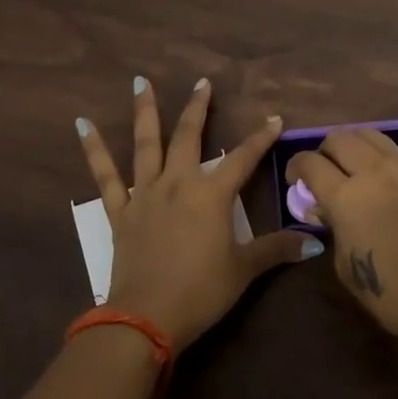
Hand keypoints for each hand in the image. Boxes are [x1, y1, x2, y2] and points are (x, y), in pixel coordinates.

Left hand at [76, 77, 320, 349]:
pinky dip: (93, 149)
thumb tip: (315, 242)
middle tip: (202, 82)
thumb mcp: (243, 270)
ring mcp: (145, 194)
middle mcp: (178, 184)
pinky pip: (105, 175)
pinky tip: (83, 124)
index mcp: (211, 195)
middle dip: (198, 108)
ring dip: (145, 111)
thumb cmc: (201, 291)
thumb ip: (276, 249)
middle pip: (189, 137)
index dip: (261, 138)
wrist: (147, 317)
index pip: (243, 158)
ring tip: (140, 81)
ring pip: (145, 144)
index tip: (274, 118)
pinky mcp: (120, 211)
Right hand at [285, 129, 397, 351]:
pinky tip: (376, 177)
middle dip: (323, 151)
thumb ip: (332, 226)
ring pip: (368, 134)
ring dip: (351, 145)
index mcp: (347, 197)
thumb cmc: (391, 293)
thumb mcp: (345, 264)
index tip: (295, 180)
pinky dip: (375, 154)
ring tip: (349, 167)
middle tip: (322, 173)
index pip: (311, 163)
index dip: (296, 167)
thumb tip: (325, 207)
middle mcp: (373, 172)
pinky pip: (392, 150)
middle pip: (339, 138)